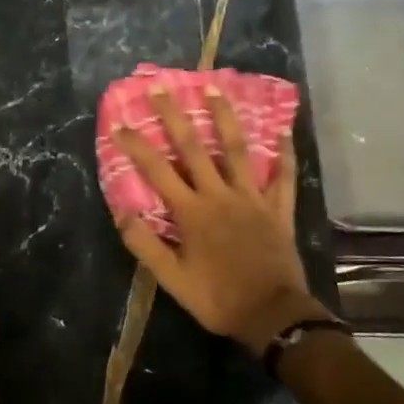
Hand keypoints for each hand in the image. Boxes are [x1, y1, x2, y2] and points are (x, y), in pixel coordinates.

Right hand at [112, 85, 325, 354]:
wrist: (272, 315)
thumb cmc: (217, 298)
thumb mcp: (172, 280)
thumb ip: (146, 245)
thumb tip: (121, 212)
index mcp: (192, 212)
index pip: (157, 171)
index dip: (136, 146)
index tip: (120, 123)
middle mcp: (220, 195)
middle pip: (194, 148)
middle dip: (174, 116)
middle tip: (161, 87)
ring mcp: (252, 198)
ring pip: (237, 149)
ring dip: (224, 117)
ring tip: (214, 88)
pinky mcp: (278, 208)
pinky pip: (283, 175)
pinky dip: (284, 153)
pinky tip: (284, 130)